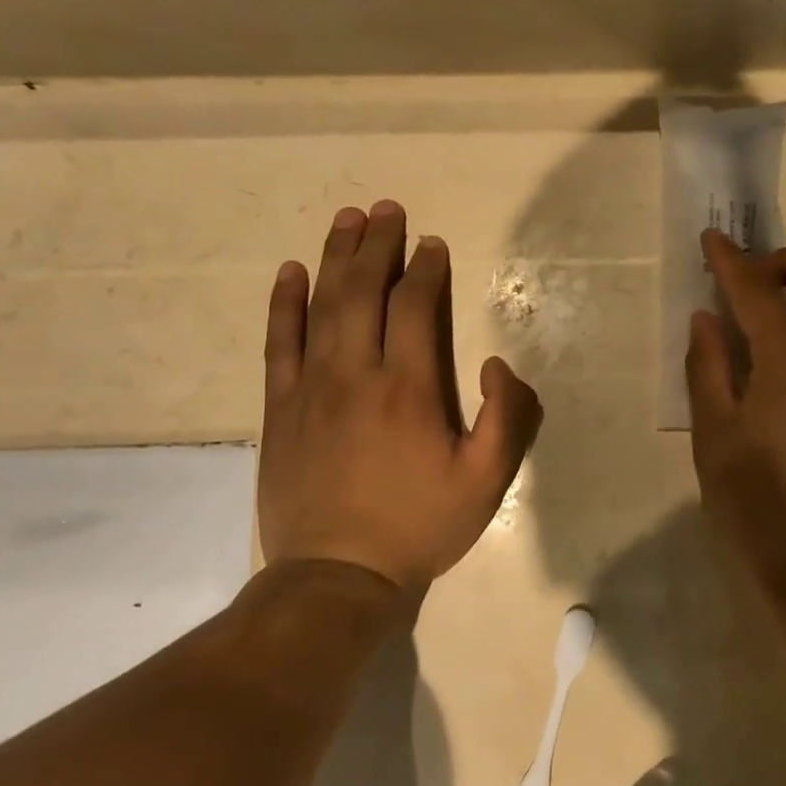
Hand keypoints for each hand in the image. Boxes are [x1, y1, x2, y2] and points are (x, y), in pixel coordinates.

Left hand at [258, 200, 542, 591]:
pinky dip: (284, 303)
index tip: (432, 244)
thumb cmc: (418, 526)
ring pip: (322, 306)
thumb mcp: (486, 482)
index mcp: (408, 388)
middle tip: (387, 209)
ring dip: (336, 257)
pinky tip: (290, 272)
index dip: (425, 269)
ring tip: (347, 219)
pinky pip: (279, 342)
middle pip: (364, 292)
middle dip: (378, 245)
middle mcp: (356, 373)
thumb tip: (494, 363)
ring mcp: (311, 387)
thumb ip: (505, 418)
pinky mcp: (280, 407)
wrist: (336, 576)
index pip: (415, 307)